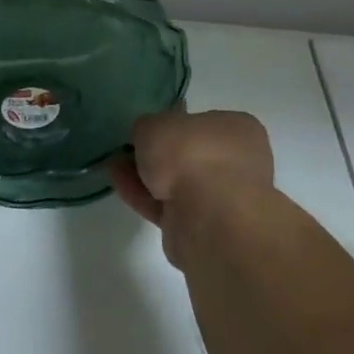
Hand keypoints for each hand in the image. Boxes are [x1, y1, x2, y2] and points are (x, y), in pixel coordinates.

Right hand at [109, 107, 273, 267]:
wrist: (207, 216)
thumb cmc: (191, 153)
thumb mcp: (156, 123)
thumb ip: (149, 127)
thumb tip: (148, 137)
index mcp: (239, 130)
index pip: (205, 123)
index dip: (174, 124)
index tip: (149, 129)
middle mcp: (239, 164)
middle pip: (190, 156)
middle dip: (158, 155)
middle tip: (128, 151)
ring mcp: (223, 200)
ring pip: (179, 184)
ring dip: (147, 177)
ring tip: (114, 167)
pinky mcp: (204, 229)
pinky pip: (169, 207)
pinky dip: (145, 197)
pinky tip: (120, 186)